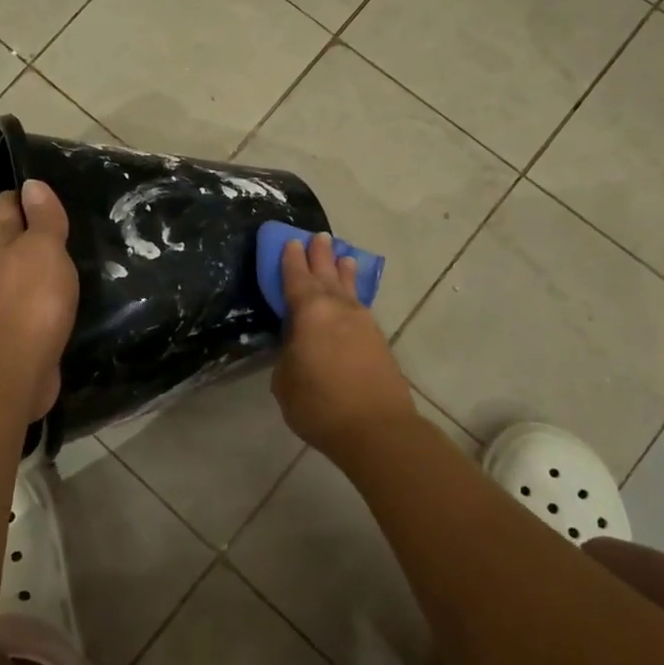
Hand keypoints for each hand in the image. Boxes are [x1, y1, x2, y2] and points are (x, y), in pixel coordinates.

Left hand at [0, 181, 78, 423]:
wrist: (14, 371)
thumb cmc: (30, 300)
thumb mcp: (43, 248)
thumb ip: (42, 217)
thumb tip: (31, 184)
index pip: (8, 204)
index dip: (28, 192)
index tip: (57, 185)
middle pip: (16, 236)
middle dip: (41, 226)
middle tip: (80, 217)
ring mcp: (5, 300)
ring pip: (28, 269)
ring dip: (49, 261)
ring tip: (85, 252)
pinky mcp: (20, 328)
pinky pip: (38, 299)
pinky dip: (53, 291)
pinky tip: (76, 292)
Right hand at [271, 233, 415, 457]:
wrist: (376, 429)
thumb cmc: (320, 403)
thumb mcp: (285, 380)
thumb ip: (289, 354)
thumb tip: (298, 345)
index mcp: (309, 311)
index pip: (296, 277)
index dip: (291, 260)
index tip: (290, 241)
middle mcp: (337, 308)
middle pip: (326, 274)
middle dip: (320, 255)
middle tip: (318, 236)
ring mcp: (362, 322)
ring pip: (349, 288)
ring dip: (343, 271)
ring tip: (343, 256)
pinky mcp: (378, 340)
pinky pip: (360, 305)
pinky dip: (354, 294)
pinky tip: (353, 297)